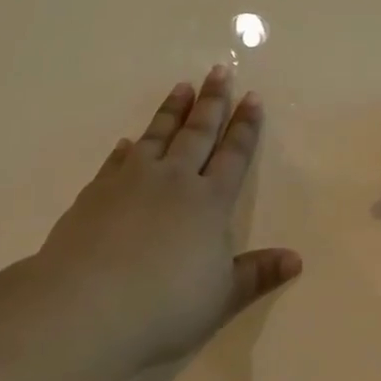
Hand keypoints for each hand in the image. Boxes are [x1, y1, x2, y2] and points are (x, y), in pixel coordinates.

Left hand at [39, 65, 300, 365]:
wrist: (85, 308)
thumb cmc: (164, 305)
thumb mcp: (221, 297)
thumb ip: (257, 274)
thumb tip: (296, 260)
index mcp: (209, 201)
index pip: (233, 154)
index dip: (245, 126)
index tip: (252, 97)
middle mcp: (174, 181)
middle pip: (197, 133)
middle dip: (212, 102)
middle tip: (219, 71)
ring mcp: (131, 183)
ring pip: (157, 136)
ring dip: (172, 111)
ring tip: (181, 87)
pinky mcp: (95, 194)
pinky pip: (117, 162)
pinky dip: (127, 149)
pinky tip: (128, 142)